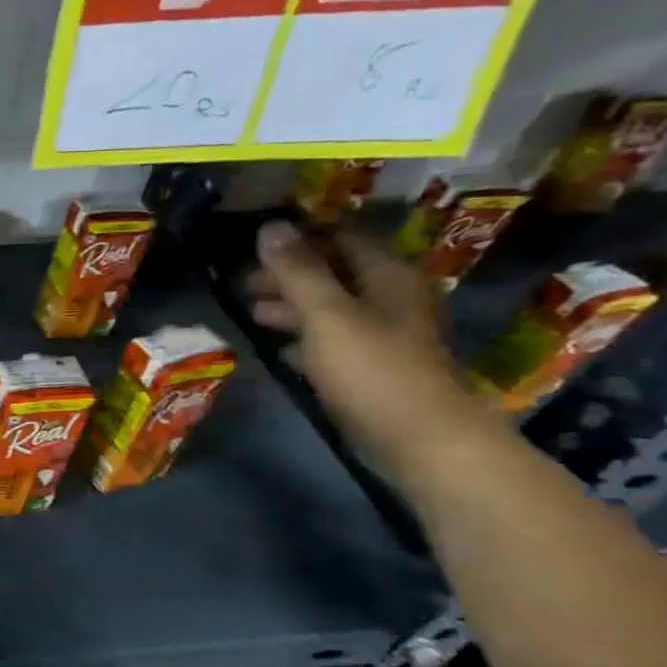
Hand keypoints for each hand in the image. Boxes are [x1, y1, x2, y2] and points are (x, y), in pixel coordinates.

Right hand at [247, 222, 501, 486]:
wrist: (422, 438)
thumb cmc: (373, 369)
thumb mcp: (326, 315)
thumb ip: (297, 272)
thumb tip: (270, 227)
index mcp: (386, 277)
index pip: (342, 237)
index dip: (301, 236)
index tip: (257, 241)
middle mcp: (391, 298)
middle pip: (336, 272)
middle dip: (290, 274)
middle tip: (245, 281)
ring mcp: (385, 334)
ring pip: (332, 307)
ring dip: (293, 306)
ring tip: (252, 312)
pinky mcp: (374, 366)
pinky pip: (334, 339)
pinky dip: (305, 337)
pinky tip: (279, 348)